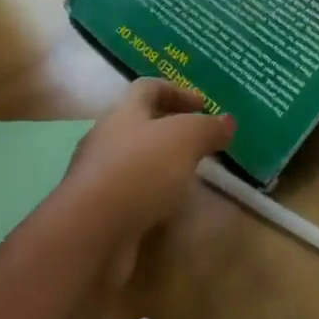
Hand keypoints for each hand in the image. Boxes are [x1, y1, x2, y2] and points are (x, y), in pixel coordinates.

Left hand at [61, 80, 235, 254]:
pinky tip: (168, 209)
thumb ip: (207, 128)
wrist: (91, 231)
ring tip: (189, 177)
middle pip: (139, 123)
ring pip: (134, 160)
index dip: (177, 91)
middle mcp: (106, 137)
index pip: (148, 87)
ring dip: (160, 164)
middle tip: (200, 142)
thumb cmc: (139, 171)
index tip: (204, 104)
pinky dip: (150, 196)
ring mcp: (98, 175)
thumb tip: (227, 120)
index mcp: (124, 112)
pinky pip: (129, 193)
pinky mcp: (98, 210)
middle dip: (170, 129)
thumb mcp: (184, 140)